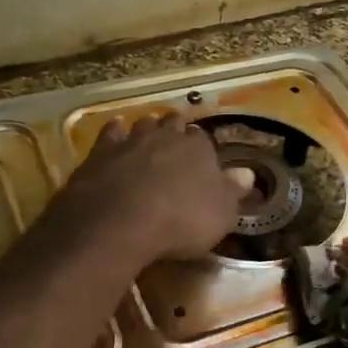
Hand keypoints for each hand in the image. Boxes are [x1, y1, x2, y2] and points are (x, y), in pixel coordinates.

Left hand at [50, 114, 251, 264]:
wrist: (119, 222)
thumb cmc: (180, 221)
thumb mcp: (220, 214)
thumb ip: (233, 191)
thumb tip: (248, 173)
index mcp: (198, 148)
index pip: (204, 140)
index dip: (203, 150)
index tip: (202, 162)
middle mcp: (165, 136)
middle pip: (173, 125)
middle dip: (175, 132)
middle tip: (175, 145)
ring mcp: (130, 140)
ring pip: (143, 125)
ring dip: (147, 130)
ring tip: (148, 140)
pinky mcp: (100, 152)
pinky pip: (110, 133)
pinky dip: (115, 134)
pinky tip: (115, 138)